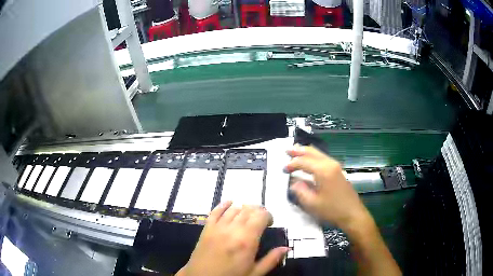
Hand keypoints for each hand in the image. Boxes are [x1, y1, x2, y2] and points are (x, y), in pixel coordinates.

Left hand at [177, 202, 288, 275]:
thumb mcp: (254, 273)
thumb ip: (271, 260)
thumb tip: (287, 248)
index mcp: (247, 241)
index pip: (261, 216)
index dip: (268, 215)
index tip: (270, 223)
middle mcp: (233, 229)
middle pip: (248, 209)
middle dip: (258, 211)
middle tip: (261, 219)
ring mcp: (217, 227)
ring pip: (234, 208)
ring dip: (244, 208)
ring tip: (248, 215)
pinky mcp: (206, 228)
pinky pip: (215, 211)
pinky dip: (224, 205)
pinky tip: (230, 203)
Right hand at [284, 145, 370, 231]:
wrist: (352, 213)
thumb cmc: (332, 210)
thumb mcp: (312, 204)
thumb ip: (300, 191)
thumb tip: (294, 182)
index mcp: (323, 170)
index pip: (304, 162)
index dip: (292, 164)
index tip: (283, 169)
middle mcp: (330, 164)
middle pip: (312, 152)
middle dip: (299, 151)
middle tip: (287, 150)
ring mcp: (335, 166)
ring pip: (319, 154)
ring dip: (306, 152)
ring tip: (296, 151)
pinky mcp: (338, 171)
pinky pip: (323, 158)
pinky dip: (314, 156)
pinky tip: (310, 160)